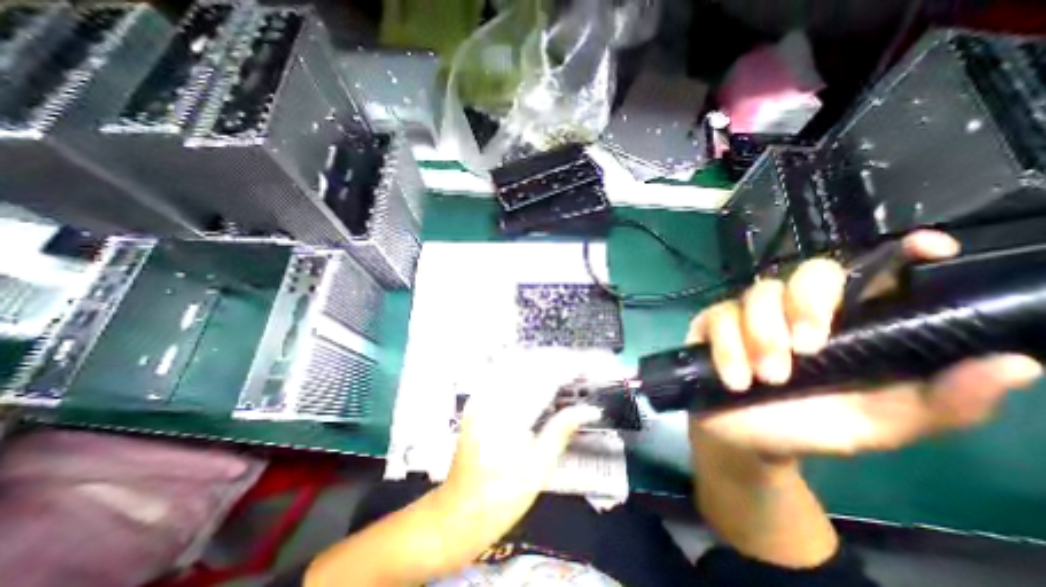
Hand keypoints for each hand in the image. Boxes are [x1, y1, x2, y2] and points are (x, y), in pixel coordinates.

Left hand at [437, 351, 601, 538]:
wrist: (459, 512)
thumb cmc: (501, 496)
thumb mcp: (538, 467)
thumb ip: (562, 430)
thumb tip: (589, 410)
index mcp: (507, 414)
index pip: (542, 378)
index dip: (566, 368)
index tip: (587, 367)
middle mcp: (491, 397)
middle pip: (528, 364)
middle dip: (555, 360)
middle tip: (579, 366)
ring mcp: (481, 396)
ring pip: (515, 364)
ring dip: (541, 362)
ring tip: (563, 367)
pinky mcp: (477, 401)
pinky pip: (503, 373)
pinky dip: (524, 369)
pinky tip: (537, 374)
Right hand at [692, 229, 1039, 458]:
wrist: (744, 441)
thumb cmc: (807, 427)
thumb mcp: (877, 425)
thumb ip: (938, 404)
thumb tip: (1016, 364)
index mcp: (844, 324)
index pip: (872, 275)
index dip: (900, 255)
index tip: (930, 249)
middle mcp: (794, 308)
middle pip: (808, 272)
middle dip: (808, 305)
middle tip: (806, 350)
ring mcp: (748, 312)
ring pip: (756, 295)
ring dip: (761, 336)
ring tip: (767, 379)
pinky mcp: (711, 321)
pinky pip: (718, 317)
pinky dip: (728, 348)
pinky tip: (735, 378)